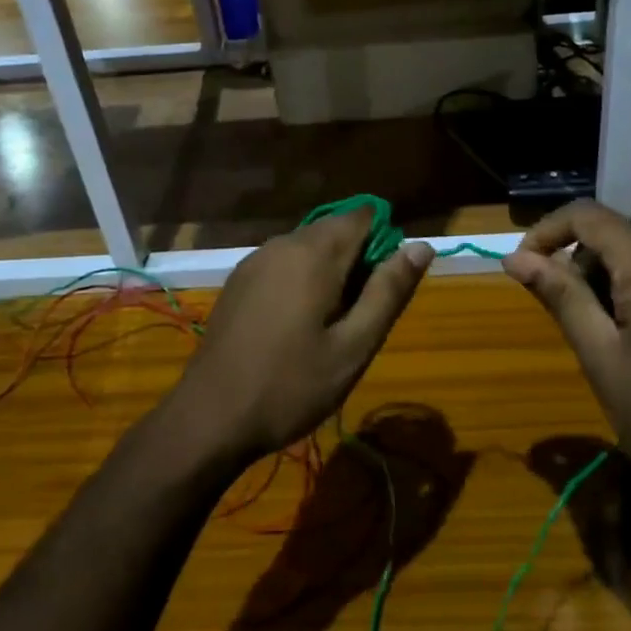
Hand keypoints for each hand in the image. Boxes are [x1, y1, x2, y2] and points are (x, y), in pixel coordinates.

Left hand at [171, 209, 432, 462]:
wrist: (210, 416)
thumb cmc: (291, 385)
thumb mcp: (354, 346)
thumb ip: (388, 291)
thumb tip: (420, 246)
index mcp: (314, 252)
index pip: (362, 215)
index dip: (384, 242)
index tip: (385, 288)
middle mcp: (282, 243)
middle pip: (335, 230)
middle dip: (358, 261)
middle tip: (359, 318)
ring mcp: (255, 260)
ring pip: (308, 247)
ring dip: (330, 272)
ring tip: (331, 327)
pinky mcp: (239, 280)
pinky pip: (284, 263)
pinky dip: (302, 280)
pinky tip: (297, 326)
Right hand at [503, 200, 630, 526]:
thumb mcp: (601, 357)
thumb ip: (559, 296)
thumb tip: (515, 258)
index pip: (586, 215)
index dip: (544, 232)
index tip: (519, 269)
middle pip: (612, 235)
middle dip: (574, 263)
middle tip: (560, 317)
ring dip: (602, 281)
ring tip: (596, 338)